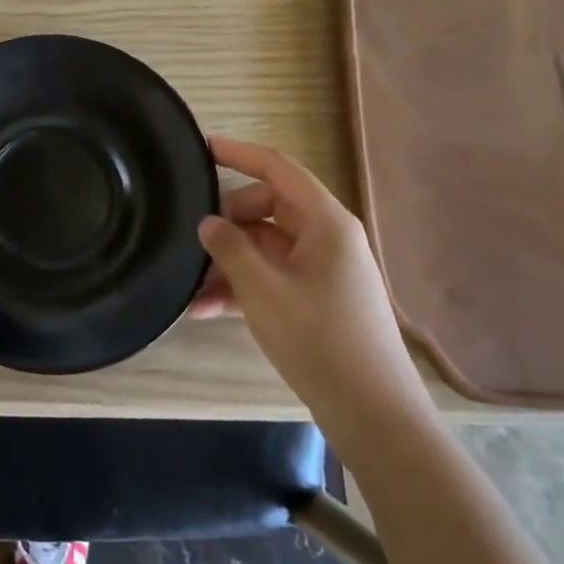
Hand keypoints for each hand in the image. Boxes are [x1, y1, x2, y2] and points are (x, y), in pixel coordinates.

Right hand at [196, 136, 430, 449]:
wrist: (373, 415)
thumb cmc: (319, 340)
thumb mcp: (263, 290)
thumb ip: (230, 248)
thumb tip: (209, 223)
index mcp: (325, 222)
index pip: (278, 168)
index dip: (239, 153)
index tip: (203, 148)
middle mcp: (327, 238)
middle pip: (268, 208)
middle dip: (228, 222)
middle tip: (194, 242)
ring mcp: (324, 270)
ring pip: (266, 246)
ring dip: (229, 262)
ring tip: (190, 288)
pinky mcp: (318, 299)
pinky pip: (274, 277)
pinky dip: (243, 286)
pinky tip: (205, 310)